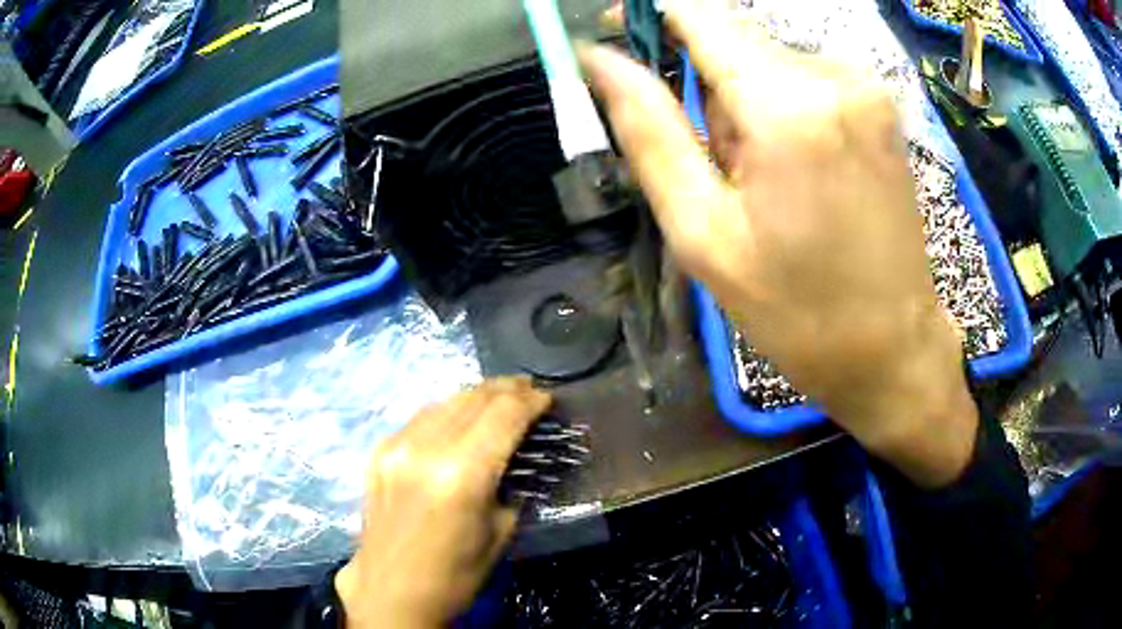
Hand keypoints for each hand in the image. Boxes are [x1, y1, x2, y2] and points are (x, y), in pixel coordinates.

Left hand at [336, 378, 551, 628]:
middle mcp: (425, 448)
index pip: (504, 414)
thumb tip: (520, 452)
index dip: (531, 400)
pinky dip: (448, 412)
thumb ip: (511, 481)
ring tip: (500, 398)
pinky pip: (421, 418)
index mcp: (461, 474)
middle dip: (507, 389)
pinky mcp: (379, 451)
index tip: (549, 397)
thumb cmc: (456, 573)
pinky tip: (461, 419)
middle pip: (473, 398)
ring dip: (477, 396)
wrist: (392, 591)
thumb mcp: (501, 531)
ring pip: (445, 401)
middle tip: (530, 390)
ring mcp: (396, 446)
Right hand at [578, 2, 976, 486]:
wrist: (893, 348)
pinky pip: (805, 78)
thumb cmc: (797, 310)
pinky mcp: (880, 103)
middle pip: (733, 37)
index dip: (649, 12)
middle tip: (719, 169)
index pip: (700, 11)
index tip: (618, 34)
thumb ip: (648, 129)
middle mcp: (834, 74)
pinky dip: (783, 109)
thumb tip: (598, 58)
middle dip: (706, 84)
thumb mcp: (703, 231)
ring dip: (746, 104)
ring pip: (768, 59)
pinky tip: (801, 172)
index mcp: (787, 105)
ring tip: (765, 183)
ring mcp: (866, 86)